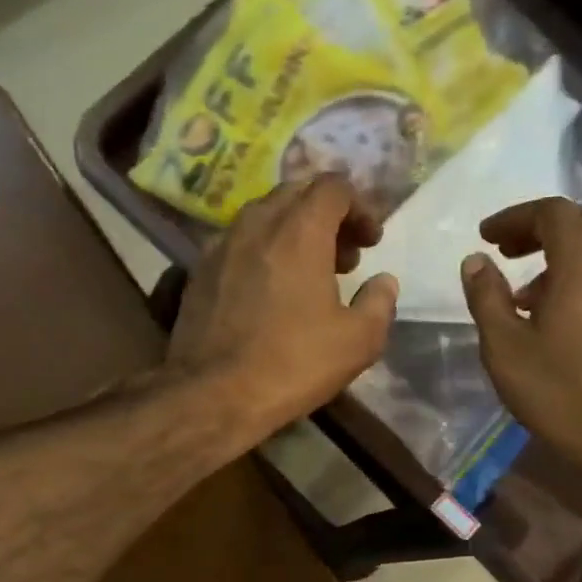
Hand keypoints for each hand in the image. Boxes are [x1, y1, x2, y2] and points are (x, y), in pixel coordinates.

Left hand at [167, 175, 397, 444]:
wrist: (212, 394)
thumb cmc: (292, 364)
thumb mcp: (358, 341)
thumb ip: (379, 302)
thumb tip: (383, 282)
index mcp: (300, 231)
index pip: (333, 187)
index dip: (360, 207)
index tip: (371, 243)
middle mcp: (256, 224)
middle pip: (296, 193)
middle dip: (327, 215)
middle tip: (344, 256)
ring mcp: (221, 245)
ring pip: (263, 216)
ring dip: (292, 231)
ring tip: (308, 273)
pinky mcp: (198, 271)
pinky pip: (238, 242)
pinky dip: (261, 251)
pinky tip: (269, 290)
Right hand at [460, 197, 581, 517]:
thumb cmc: (555, 391)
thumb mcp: (504, 345)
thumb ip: (486, 296)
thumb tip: (475, 261)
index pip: (552, 212)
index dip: (514, 217)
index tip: (484, 237)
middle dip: (540, 226)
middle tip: (505, 251)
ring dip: (560, 251)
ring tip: (522, 290)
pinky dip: (578, 272)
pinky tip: (551, 310)